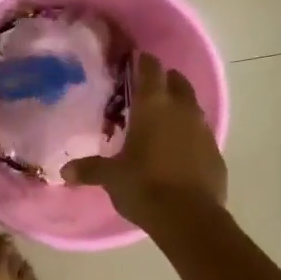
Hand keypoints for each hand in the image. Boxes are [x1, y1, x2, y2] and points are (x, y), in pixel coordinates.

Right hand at [61, 52, 226, 229]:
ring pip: (192, 106)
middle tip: (146, 92)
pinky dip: (189, 135)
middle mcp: (182, 109)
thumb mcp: (112, 177)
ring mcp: (204, 130)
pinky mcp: (216, 152)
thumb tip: (64, 172)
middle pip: (176, 81)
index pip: (150, 68)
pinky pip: (201, 134)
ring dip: (178, 108)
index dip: (142, 62)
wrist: (190, 218)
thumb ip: (90, 169)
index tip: (133, 61)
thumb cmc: (144, 187)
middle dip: (164, 81)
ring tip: (161, 122)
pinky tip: (177, 151)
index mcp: (154, 105)